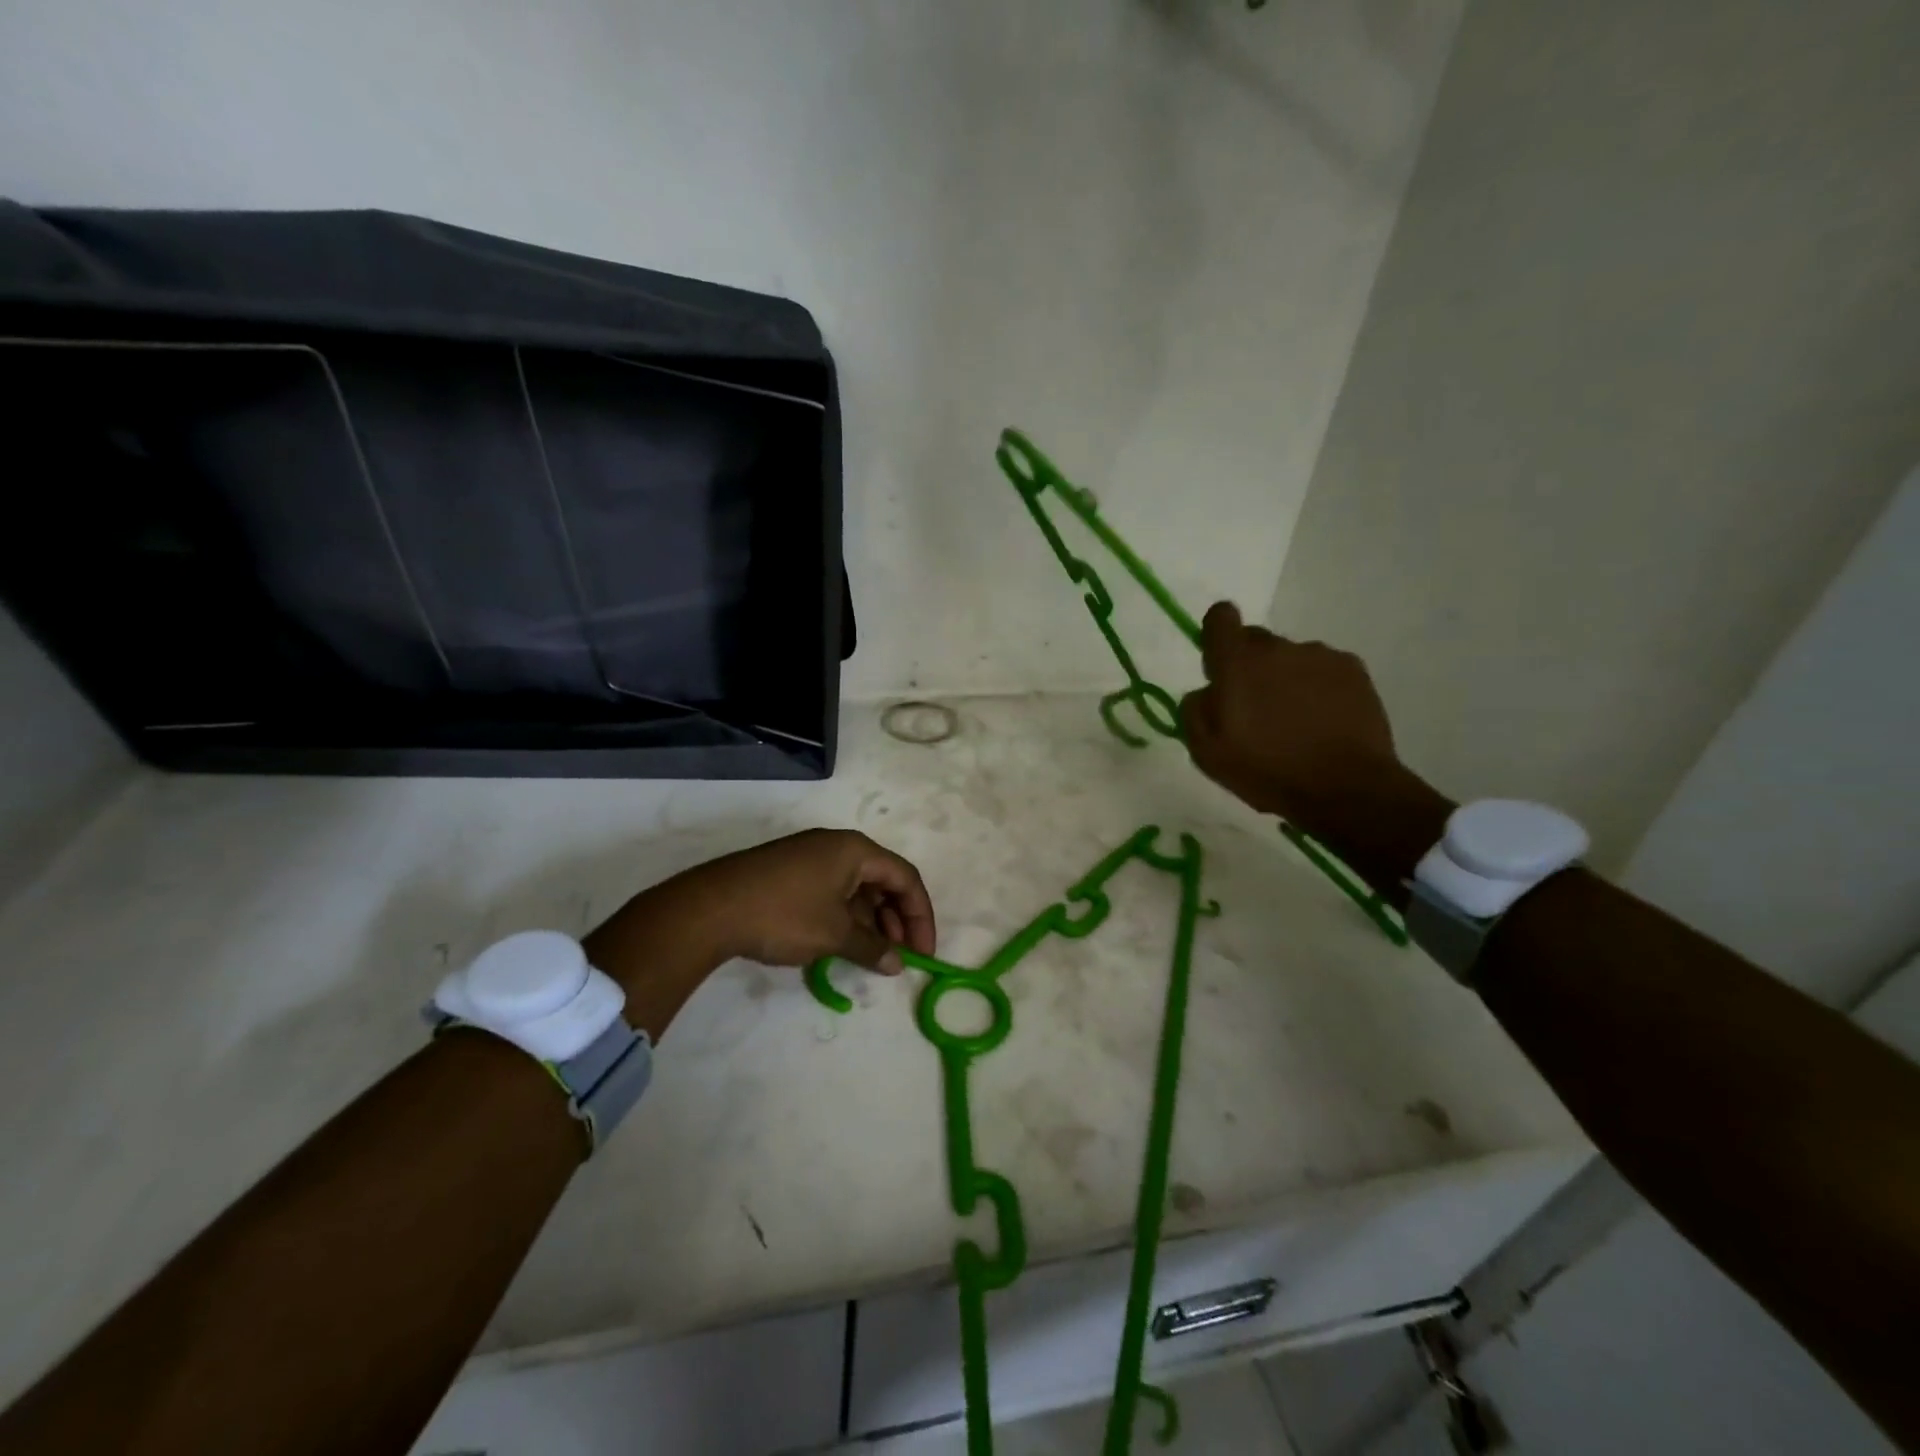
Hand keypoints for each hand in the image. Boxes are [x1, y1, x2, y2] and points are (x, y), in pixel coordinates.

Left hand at [664, 828, 936, 974]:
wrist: (710, 908)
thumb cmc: (784, 915)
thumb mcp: (834, 934)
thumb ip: (872, 948)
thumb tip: (896, 964)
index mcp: (856, 850)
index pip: (905, 877)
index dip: (920, 916)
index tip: (923, 953)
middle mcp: (837, 846)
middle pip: (882, 880)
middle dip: (896, 919)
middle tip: (899, 956)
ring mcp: (810, 857)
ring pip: (856, 887)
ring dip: (871, 921)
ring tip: (872, 955)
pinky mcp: (790, 872)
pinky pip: (833, 891)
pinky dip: (845, 916)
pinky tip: (842, 943)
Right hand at [1180, 601, 1402, 835]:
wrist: (1346, 788)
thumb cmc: (1267, 771)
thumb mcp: (1207, 753)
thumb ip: (1195, 711)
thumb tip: (1206, 691)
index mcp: (1237, 663)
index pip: (1220, 617)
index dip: (1216, 634)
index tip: (1219, 664)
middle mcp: (1277, 648)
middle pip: (1255, 641)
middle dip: (1250, 666)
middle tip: (1256, 709)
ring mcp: (1320, 655)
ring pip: (1291, 658)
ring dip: (1286, 679)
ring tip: (1296, 722)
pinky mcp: (1353, 670)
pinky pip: (1324, 669)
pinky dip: (1319, 688)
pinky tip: (1324, 722)